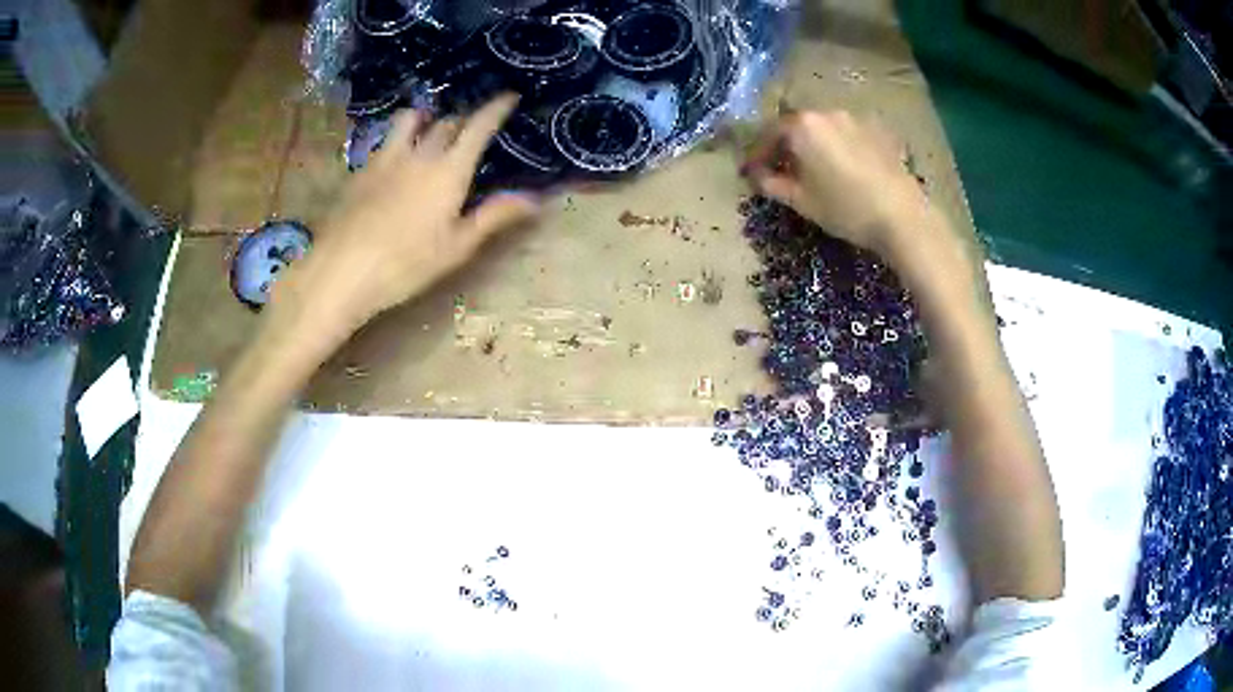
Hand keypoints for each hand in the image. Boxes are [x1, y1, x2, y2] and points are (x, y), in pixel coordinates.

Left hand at [276, 94, 539, 331]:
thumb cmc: (406, 264)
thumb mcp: (456, 247)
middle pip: (446, 122)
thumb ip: (494, 216)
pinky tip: (397, 156)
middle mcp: (419, 153)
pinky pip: (385, 139)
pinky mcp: (362, 169)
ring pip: (409, 120)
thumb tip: (535, 199)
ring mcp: (386, 157)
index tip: (509, 96)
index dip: (496, 108)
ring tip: (429, 128)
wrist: (342, 269)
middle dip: (463, 120)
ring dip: (426, 118)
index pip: (478, 127)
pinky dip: (399, 137)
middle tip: (471, 130)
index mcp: (449, 170)